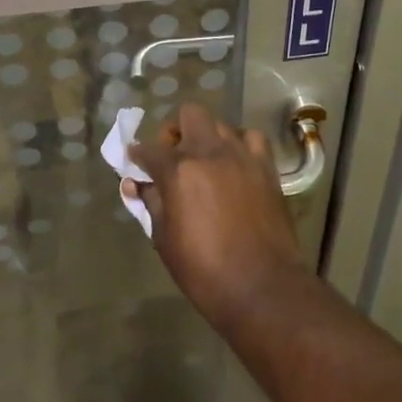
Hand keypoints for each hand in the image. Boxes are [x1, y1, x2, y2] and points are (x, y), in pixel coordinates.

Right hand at [125, 103, 308, 328]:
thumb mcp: (165, 241)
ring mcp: (242, 156)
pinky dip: (239, 145)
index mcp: (179, 171)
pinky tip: (235, 164)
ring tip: (205, 161)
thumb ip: (151, 204)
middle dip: (175, 130)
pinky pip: (251, 139)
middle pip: (189, 114)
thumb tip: (136, 185)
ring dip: (207, 137)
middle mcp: (209, 152)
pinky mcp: (266, 167)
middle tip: (172, 156)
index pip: (149, 150)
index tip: (135, 162)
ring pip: (220, 124)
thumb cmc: (205, 271)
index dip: (138, 155)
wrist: (262, 287)